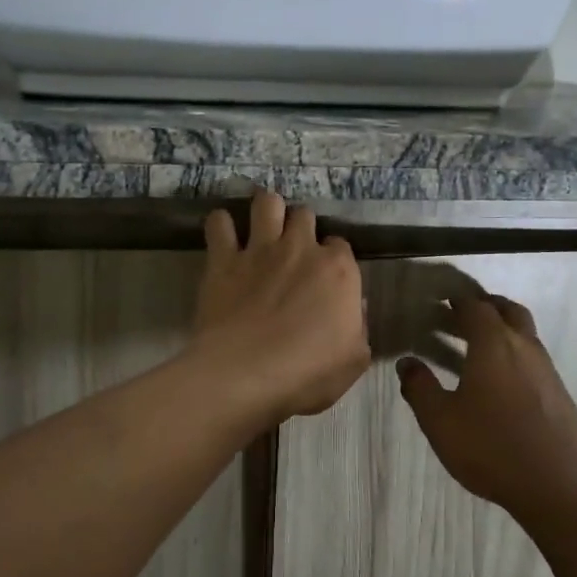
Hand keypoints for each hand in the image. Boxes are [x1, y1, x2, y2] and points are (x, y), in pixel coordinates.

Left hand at [192, 191, 369, 424]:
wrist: (245, 374)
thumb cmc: (307, 373)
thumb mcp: (353, 360)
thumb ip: (357, 327)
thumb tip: (353, 309)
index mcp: (338, 270)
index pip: (341, 245)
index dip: (333, 258)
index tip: (325, 275)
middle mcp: (301, 248)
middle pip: (304, 215)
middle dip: (300, 226)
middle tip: (293, 247)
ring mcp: (260, 249)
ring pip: (267, 202)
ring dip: (266, 209)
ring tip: (262, 224)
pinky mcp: (223, 259)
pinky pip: (219, 224)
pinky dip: (221, 225)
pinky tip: (223, 234)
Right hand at [397, 295, 576, 515]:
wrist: (559, 485)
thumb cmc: (491, 446)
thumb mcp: (440, 421)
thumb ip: (420, 388)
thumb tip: (407, 363)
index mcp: (493, 344)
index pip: (475, 307)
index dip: (458, 301)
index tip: (443, 302)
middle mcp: (523, 347)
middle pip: (508, 311)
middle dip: (487, 306)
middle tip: (465, 314)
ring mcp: (547, 370)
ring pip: (526, 334)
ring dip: (505, 330)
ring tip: (481, 347)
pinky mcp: (560, 394)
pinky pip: (535, 360)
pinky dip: (517, 356)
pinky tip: (504, 383)